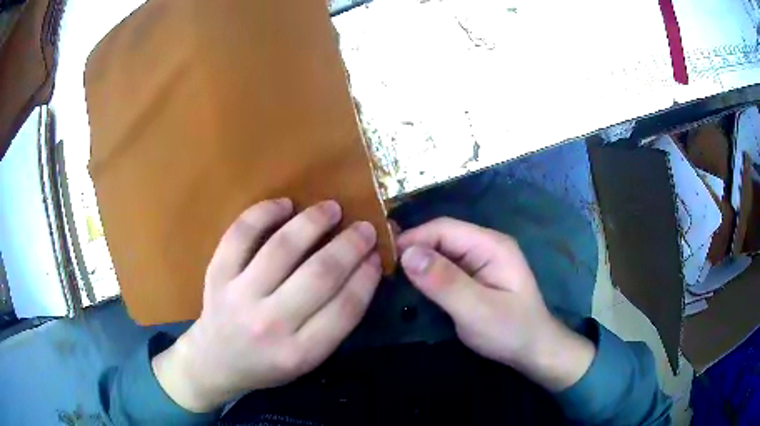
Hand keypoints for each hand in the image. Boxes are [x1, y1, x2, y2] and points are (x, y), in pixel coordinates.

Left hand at [152, 199, 381, 411]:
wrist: (216, 361)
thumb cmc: (267, 363)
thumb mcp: (307, 360)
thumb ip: (334, 323)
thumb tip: (362, 271)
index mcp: (299, 353)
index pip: (344, 308)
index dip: (366, 276)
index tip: (377, 255)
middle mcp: (269, 325)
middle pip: (319, 275)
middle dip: (349, 246)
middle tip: (364, 228)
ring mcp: (239, 296)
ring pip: (282, 249)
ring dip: (313, 222)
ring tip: (332, 209)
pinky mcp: (217, 274)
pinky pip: (240, 235)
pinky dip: (263, 213)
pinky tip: (285, 205)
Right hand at [397, 218, 594, 391]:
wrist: (533, 351)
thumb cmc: (510, 331)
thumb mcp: (476, 310)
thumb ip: (444, 281)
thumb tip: (407, 253)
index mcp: (491, 245)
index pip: (445, 228)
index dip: (414, 238)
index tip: (384, 256)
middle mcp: (486, 245)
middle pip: (442, 237)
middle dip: (414, 249)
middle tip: (384, 269)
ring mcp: (481, 260)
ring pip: (442, 251)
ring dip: (419, 261)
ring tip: (392, 275)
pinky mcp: (476, 276)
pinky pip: (446, 266)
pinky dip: (428, 272)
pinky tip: (413, 283)